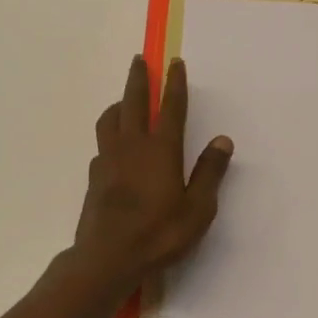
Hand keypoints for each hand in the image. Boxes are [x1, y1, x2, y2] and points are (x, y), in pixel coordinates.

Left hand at [72, 55, 232, 292]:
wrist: (108, 257)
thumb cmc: (160, 234)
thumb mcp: (197, 208)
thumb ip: (209, 172)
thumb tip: (222, 140)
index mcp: (161, 150)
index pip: (170, 107)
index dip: (174, 83)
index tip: (174, 62)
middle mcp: (132, 146)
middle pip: (133, 102)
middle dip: (139, 79)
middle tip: (140, 60)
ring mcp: (109, 160)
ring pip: (110, 120)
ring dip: (119, 103)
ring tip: (123, 100)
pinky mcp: (95, 176)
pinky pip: (102, 144)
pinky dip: (109, 134)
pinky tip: (113, 145)